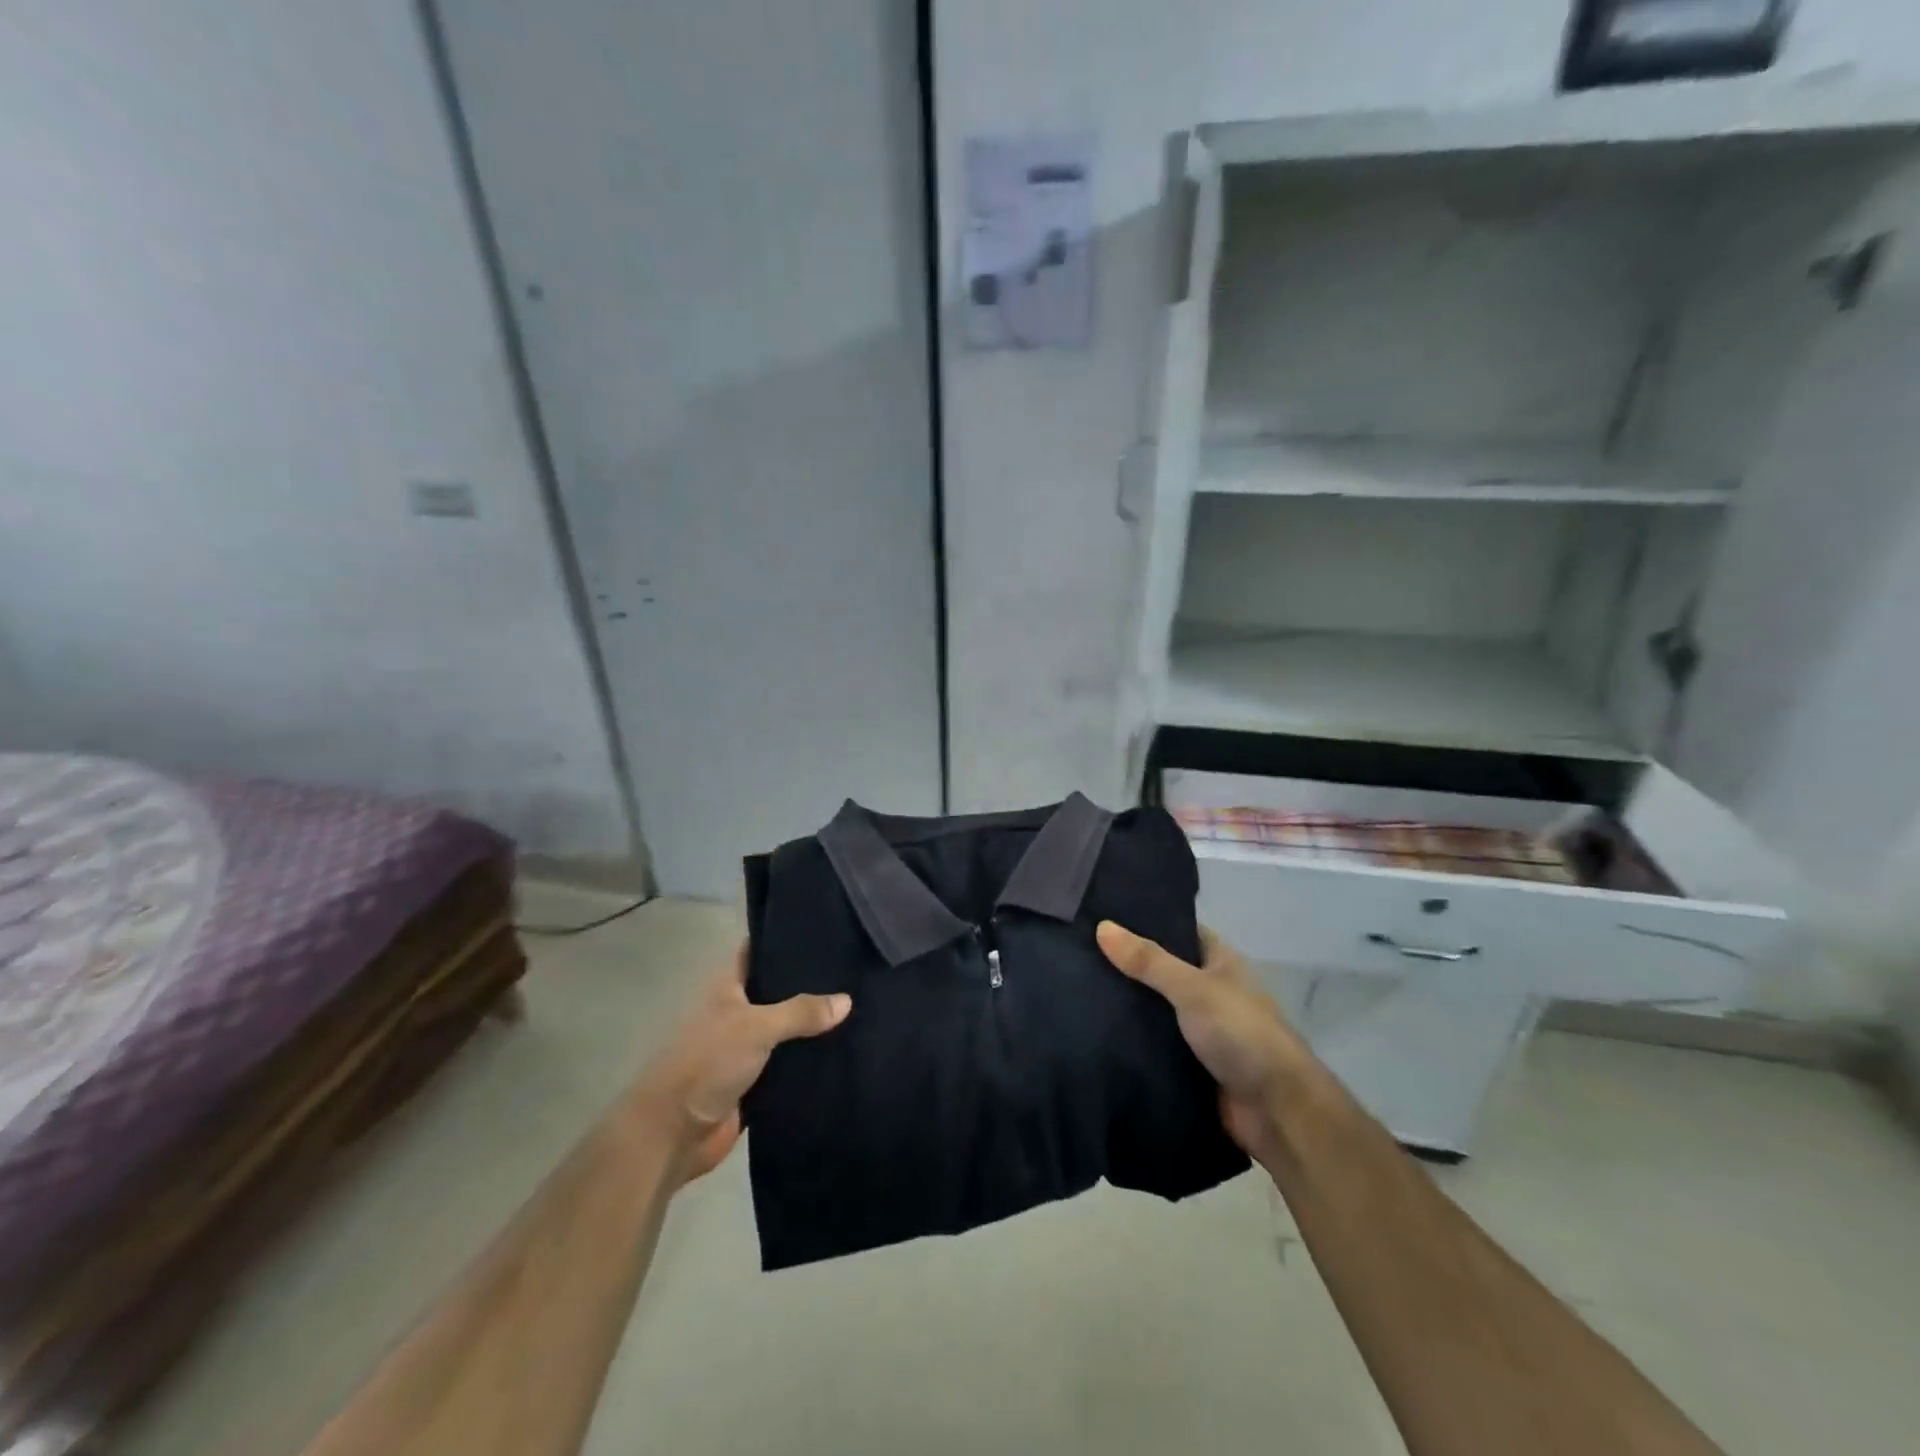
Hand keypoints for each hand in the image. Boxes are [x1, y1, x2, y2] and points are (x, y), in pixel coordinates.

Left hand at [631, 943, 850, 1183]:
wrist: (673, 1133)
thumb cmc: (708, 1062)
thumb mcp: (757, 1026)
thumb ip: (802, 1012)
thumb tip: (847, 1000)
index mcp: (727, 987)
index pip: (758, 951)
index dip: (784, 940)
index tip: (824, 930)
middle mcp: (736, 1012)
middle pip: (777, 992)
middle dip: (809, 985)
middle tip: (854, 971)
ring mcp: (744, 1049)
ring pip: (786, 1030)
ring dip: (812, 1026)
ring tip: (860, 1007)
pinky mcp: (754, 1083)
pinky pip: (788, 1065)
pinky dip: (808, 1061)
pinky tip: (843, 1050)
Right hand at [1097, 922, 1308, 1158]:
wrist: (1277, 1111)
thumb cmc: (1241, 1033)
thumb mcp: (1192, 988)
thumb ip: (1148, 961)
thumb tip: (1102, 926)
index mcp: (1219, 962)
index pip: (1177, 930)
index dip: (1144, 922)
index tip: (1101, 915)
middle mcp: (1209, 991)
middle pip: (1160, 971)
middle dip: (1126, 966)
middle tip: (1076, 953)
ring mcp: (1199, 1030)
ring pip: (1154, 1009)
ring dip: (1125, 1005)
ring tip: (1073, 987)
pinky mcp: (1188, 1064)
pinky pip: (1152, 1044)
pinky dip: (1130, 1039)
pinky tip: (1092, 1029)